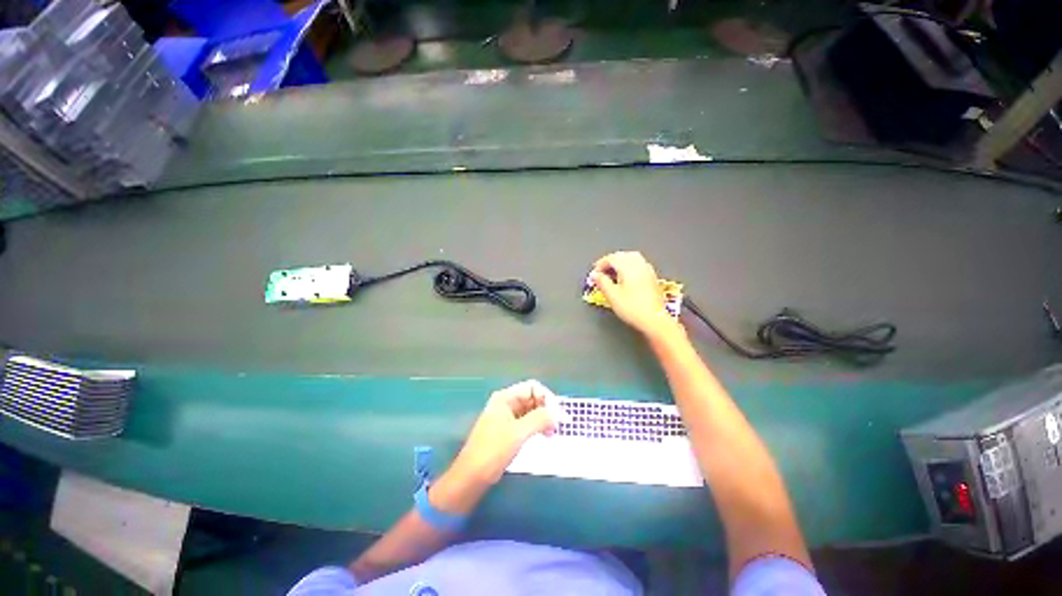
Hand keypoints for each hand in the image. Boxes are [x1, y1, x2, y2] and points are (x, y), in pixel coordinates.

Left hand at [452, 380, 558, 484]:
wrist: (472, 476)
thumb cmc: (493, 450)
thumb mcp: (518, 433)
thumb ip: (539, 419)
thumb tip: (558, 413)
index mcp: (506, 397)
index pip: (533, 387)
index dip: (547, 397)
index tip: (558, 415)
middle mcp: (506, 403)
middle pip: (532, 397)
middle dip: (546, 408)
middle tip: (557, 426)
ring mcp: (507, 416)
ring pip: (531, 410)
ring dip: (543, 418)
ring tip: (552, 433)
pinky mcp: (508, 430)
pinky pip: (527, 421)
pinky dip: (537, 426)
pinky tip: (544, 436)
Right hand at [591, 251, 681, 338]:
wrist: (654, 320)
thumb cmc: (632, 308)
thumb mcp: (612, 295)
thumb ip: (602, 282)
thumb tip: (594, 274)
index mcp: (628, 267)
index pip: (612, 258)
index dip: (600, 264)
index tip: (594, 274)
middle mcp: (639, 265)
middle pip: (623, 256)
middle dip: (610, 261)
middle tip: (602, 272)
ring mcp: (648, 271)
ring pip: (632, 259)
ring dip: (621, 263)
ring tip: (612, 274)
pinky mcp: (652, 278)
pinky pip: (639, 265)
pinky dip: (629, 267)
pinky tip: (626, 278)